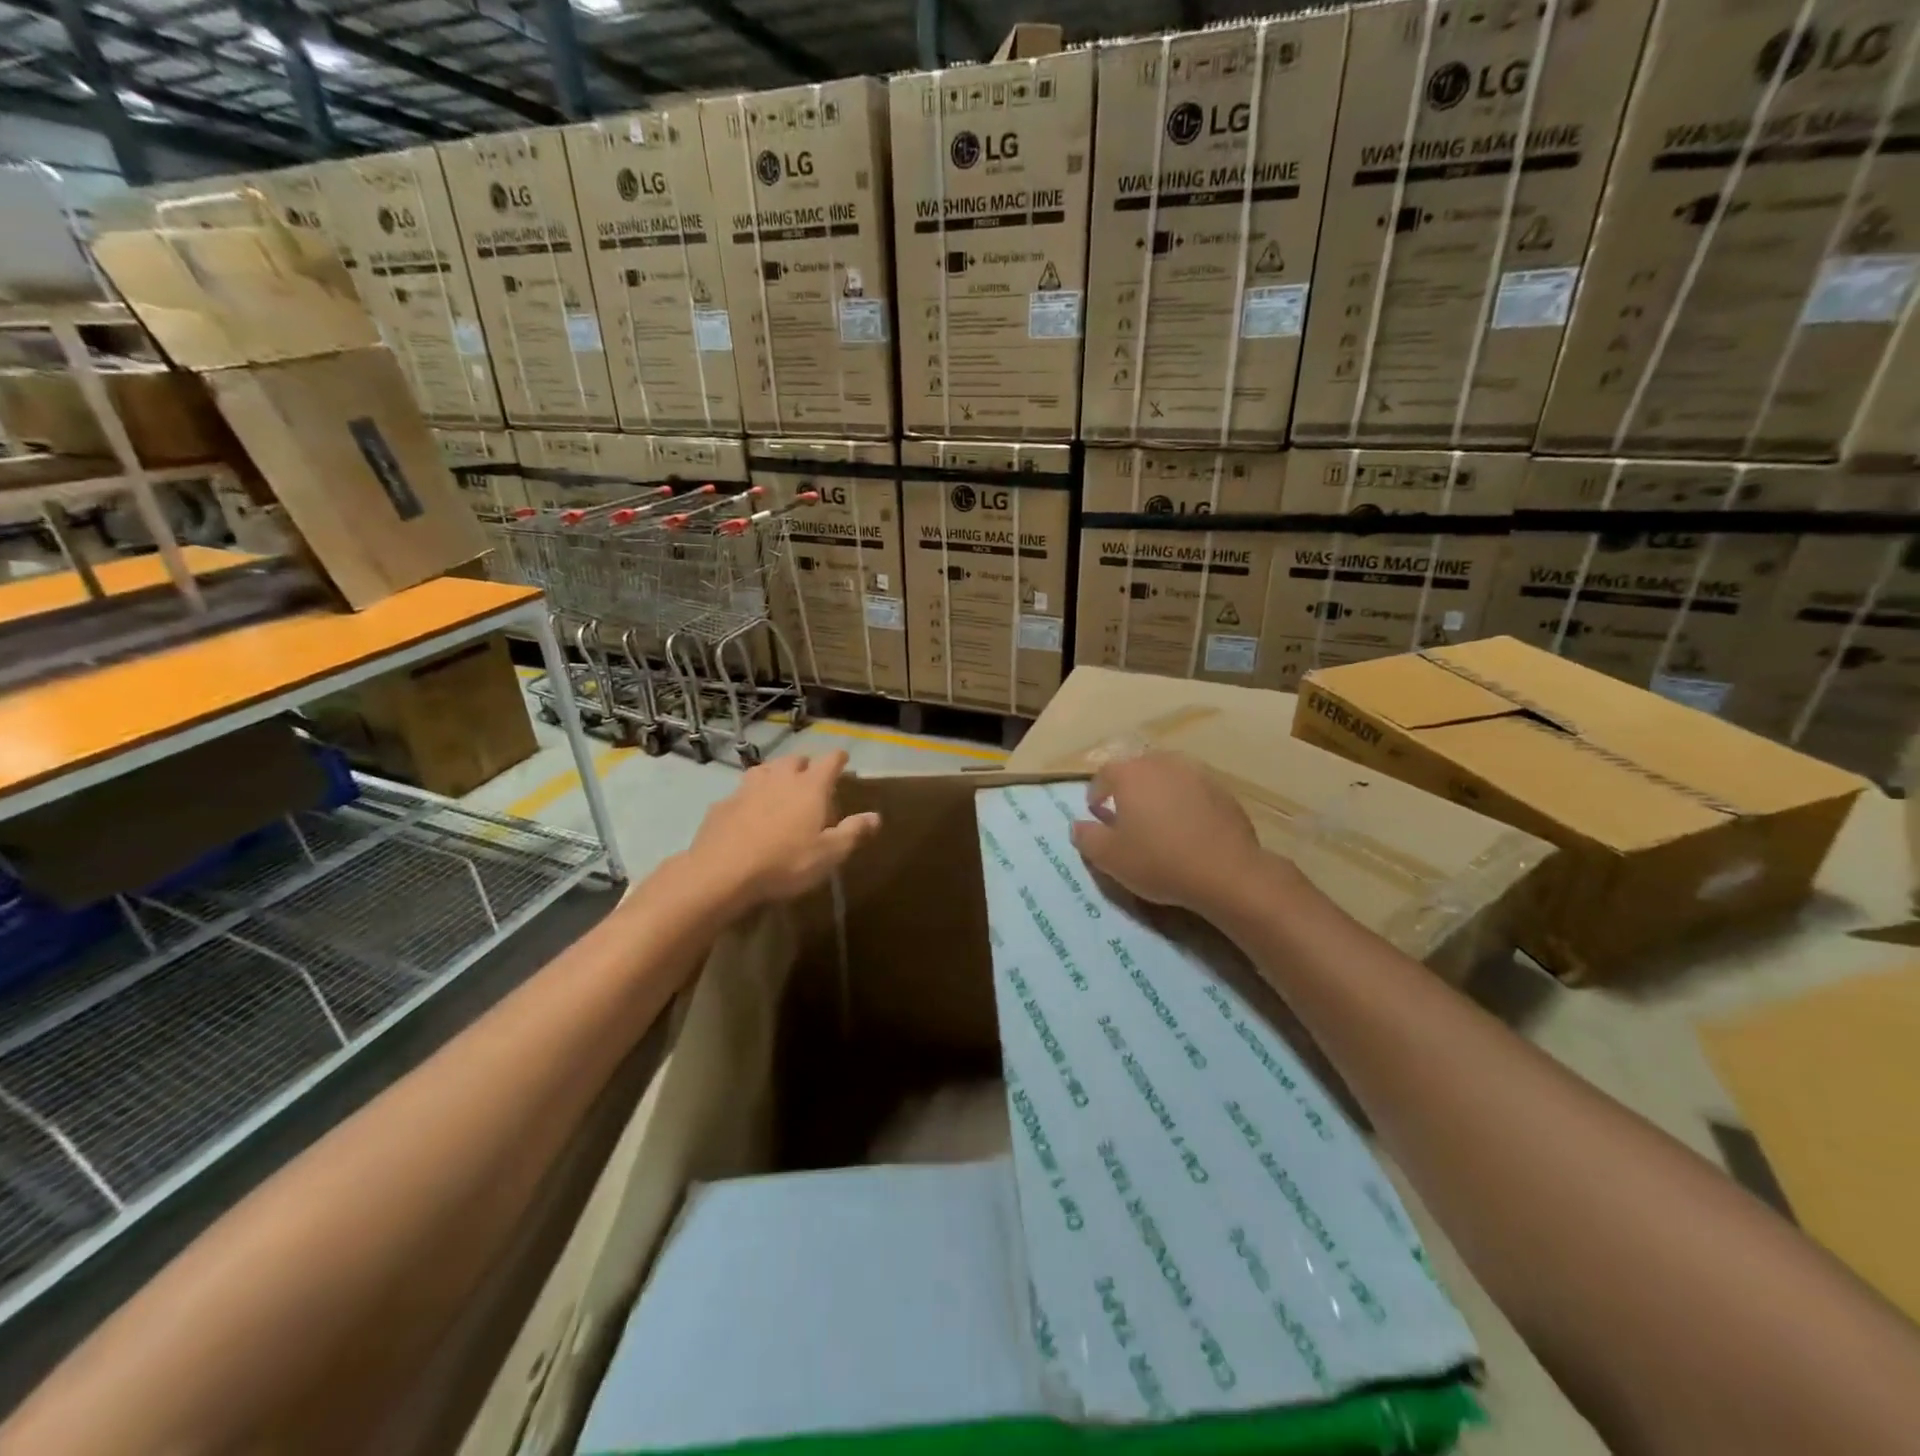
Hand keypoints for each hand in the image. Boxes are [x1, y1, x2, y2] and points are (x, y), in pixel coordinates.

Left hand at [683, 750, 879, 912]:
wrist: (721, 872)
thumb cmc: (785, 862)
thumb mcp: (828, 854)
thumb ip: (853, 832)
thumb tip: (875, 816)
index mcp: (810, 787)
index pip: (830, 760)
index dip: (838, 759)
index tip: (843, 760)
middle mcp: (780, 778)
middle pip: (795, 759)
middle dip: (806, 765)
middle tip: (812, 780)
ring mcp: (747, 788)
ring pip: (766, 770)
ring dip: (776, 774)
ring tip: (780, 788)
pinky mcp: (723, 804)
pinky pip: (741, 792)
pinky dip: (750, 796)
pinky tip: (749, 812)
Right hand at [1069, 752, 1279, 918]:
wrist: (1226, 872)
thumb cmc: (1158, 861)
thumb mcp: (1109, 858)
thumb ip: (1087, 838)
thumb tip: (1078, 825)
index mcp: (1131, 774)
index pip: (1104, 774)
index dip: (1096, 792)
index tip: (1097, 812)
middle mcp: (1163, 763)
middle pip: (1138, 769)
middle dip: (1128, 788)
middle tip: (1126, 815)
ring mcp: (1197, 774)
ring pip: (1168, 777)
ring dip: (1158, 792)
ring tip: (1158, 819)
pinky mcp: (1223, 790)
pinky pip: (1194, 791)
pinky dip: (1185, 802)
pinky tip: (1188, 828)